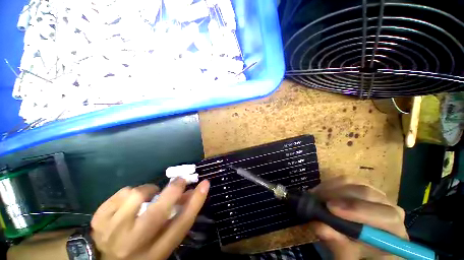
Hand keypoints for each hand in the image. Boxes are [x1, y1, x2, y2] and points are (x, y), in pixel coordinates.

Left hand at [91, 178, 209, 259]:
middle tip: (180, 180)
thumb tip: (191, 192)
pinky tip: (127, 203)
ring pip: (136, 195)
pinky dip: (129, 192)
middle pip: (157, 212)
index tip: (205, 183)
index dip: (196, 202)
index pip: (180, 225)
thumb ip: (178, 217)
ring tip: (146, 196)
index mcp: (154, 253)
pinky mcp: (98, 220)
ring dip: (147, 190)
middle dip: (173, 190)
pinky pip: (121, 193)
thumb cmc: (140, 251)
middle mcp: (133, 244)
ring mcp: (111, 232)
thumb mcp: (162, 241)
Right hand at [309, 176, 407, 259]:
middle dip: (338, 195)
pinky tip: (321, 191)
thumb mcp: (348, 257)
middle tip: (316, 199)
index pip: (385, 216)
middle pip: (367, 194)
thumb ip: (338, 246)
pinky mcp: (363, 187)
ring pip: (355, 183)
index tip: (330, 208)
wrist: (361, 245)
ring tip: (315, 196)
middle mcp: (391, 209)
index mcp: (395, 232)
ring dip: (331, 188)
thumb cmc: (359, 256)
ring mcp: (377, 195)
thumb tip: (318, 226)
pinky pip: (347, 180)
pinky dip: (331, 184)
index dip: (358, 210)